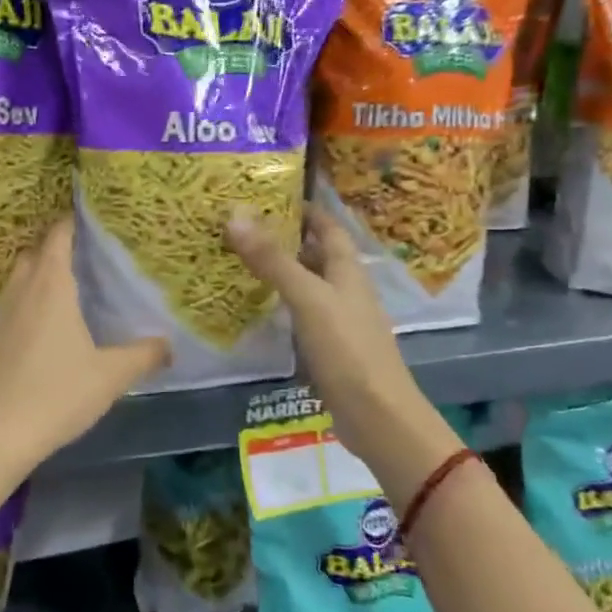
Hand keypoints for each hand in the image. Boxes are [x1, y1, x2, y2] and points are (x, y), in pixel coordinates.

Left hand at [0, 217, 168, 473]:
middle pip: (33, 253)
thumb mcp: (109, 377)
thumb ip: (143, 356)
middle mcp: (21, 293)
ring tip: (65, 282)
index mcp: (50, 288)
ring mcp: (0, 317)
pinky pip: (10, 304)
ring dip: (36, 271)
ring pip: (17, 278)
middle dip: (53, 244)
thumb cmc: (56, 395)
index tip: (88, 212)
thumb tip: (169, 345)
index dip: (70, 221)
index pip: (57, 238)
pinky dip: (26, 298)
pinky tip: (43, 323)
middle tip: (84, 250)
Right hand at [226, 207, 461, 495]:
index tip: (268, 195)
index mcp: (347, 270)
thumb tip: (234, 215)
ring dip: (278, 272)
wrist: (376, 415)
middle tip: (240, 228)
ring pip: (306, 285)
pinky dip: (279, 305)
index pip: (327, 226)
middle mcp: (345, 289)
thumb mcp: (307, 298)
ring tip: (237, 261)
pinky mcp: (328, 348)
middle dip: (283, 238)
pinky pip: (300, 315)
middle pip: (315, 254)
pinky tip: (255, 309)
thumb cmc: (347, 349)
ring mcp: (338, 320)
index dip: (304, 209)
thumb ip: (272, 260)